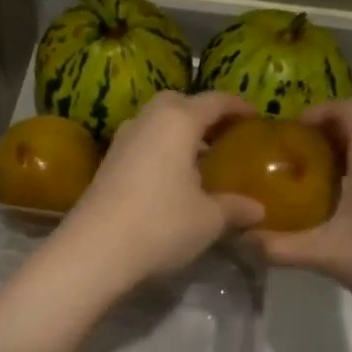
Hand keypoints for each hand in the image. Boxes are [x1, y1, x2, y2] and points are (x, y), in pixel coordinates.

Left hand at [50, 90, 264, 293]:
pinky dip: (160, 149)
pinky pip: (142, 143)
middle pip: (178, 103)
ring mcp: (122, 140)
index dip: (237, 106)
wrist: (94, 250)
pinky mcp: (107, 163)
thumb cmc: (161, 224)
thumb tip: (258, 209)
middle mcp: (147, 120)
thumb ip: (235, 208)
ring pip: (155, 122)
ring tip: (199, 159)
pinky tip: (172, 179)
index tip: (255, 117)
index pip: (214, 101)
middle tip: (222, 135)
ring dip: (178, 132)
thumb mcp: (209, 219)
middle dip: (201, 113)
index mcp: (178, 121)